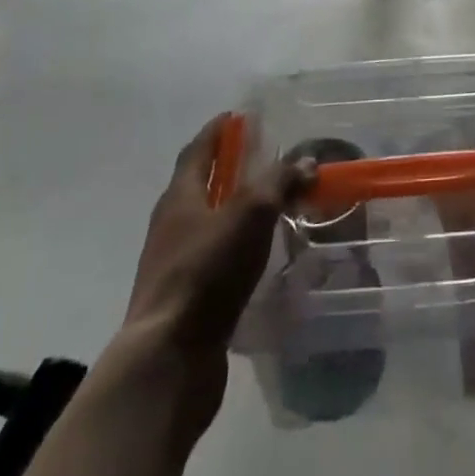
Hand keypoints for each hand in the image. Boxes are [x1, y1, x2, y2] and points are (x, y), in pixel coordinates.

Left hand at [107, 116, 310, 427]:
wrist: (169, 359)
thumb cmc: (207, 272)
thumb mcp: (250, 214)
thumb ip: (279, 182)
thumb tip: (306, 162)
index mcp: (179, 198)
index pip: (197, 151)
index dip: (217, 131)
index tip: (237, 117)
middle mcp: (171, 226)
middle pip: (199, 186)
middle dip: (227, 169)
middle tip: (262, 158)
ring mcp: (174, 265)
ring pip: (207, 224)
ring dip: (234, 210)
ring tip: (269, 206)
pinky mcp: (185, 299)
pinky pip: (213, 258)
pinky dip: (235, 246)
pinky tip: (259, 255)